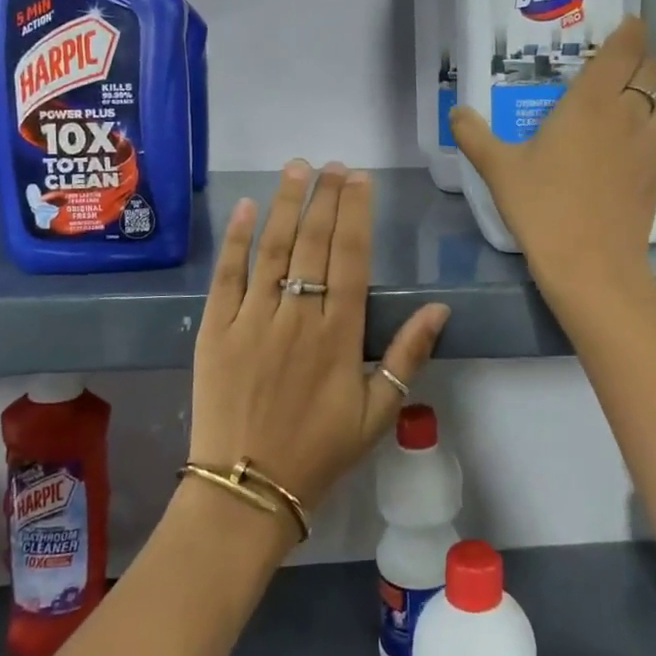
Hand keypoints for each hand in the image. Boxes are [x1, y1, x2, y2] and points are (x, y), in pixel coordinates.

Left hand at [189, 160, 450, 526]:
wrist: (246, 490)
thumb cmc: (319, 452)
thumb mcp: (377, 413)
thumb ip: (408, 356)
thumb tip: (440, 308)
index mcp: (339, 335)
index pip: (350, 258)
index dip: (356, 214)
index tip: (360, 179)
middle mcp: (297, 317)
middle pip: (313, 244)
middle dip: (325, 198)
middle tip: (333, 165)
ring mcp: (252, 320)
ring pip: (273, 249)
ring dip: (287, 205)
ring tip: (297, 169)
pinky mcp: (214, 330)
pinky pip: (226, 276)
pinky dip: (237, 240)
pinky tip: (248, 208)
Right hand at [450, 15, 655, 295]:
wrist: (593, 266)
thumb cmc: (543, 208)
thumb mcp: (499, 170)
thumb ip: (475, 136)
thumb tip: (456, 111)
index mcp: (591, 101)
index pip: (624, 49)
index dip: (631, 30)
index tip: (627, 22)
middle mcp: (628, 113)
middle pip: (650, 68)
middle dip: (640, 56)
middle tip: (619, 60)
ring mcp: (650, 144)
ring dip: (654, 88)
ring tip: (634, 94)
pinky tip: (636, 138)